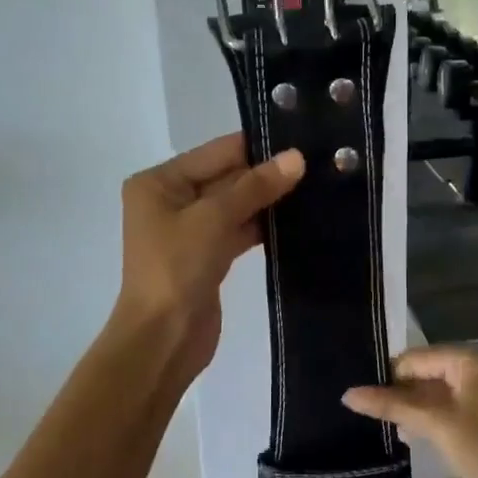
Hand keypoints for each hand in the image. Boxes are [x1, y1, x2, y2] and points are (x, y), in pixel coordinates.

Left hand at [112, 133, 304, 378]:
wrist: (163, 339)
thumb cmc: (177, 269)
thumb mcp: (214, 219)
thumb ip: (255, 187)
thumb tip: (296, 157)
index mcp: (160, 182)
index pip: (216, 152)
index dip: (258, 146)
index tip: (302, 137)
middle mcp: (171, 200)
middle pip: (226, 176)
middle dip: (267, 173)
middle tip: (318, 161)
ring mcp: (190, 230)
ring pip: (235, 205)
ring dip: (269, 199)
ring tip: (317, 184)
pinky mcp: (207, 256)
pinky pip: (238, 230)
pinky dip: (263, 225)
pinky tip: (299, 218)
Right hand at [344, 346, 477, 477]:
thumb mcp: (435, 425)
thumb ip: (392, 406)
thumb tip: (347, 394)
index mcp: (472, 362)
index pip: (418, 357)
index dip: (389, 374)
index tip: (359, 393)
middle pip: (425, 372)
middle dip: (397, 390)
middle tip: (361, 408)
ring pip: (433, 393)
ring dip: (408, 406)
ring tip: (375, 422)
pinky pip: (444, 410)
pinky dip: (424, 418)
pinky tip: (403, 434)